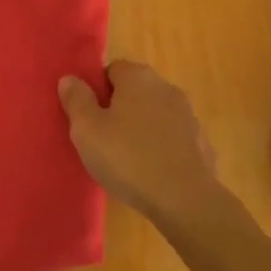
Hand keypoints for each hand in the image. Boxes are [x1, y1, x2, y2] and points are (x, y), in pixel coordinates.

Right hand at [59, 60, 223, 225]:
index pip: (111, 71)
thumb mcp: (87, 130)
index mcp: (137, 76)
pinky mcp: (201, 142)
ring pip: (155, 114)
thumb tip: (69, 78)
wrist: (185, 199)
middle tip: (104, 140)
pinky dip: (162, 149)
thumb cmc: (128, 158)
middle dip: (120, 110)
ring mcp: (187, 114)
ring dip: (142, 129)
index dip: (97, 92)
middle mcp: (165, 86)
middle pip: (134, 91)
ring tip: (127, 161)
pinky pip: (172, 139)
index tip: (90, 119)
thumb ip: (76, 100)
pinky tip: (152, 173)